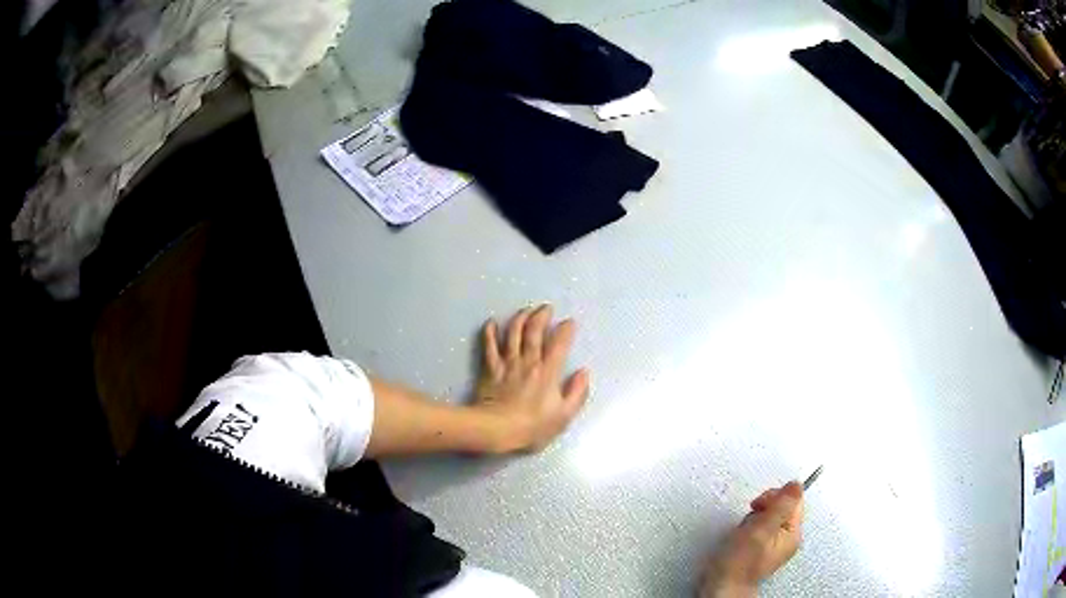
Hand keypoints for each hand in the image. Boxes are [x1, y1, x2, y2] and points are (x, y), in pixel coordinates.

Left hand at [474, 304, 590, 452]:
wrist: (496, 429)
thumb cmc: (532, 426)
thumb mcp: (564, 416)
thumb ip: (577, 392)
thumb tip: (584, 372)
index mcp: (548, 372)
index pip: (559, 343)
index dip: (566, 330)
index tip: (569, 322)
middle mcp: (528, 361)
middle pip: (534, 331)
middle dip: (542, 316)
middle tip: (546, 308)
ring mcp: (507, 363)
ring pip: (513, 333)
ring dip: (520, 318)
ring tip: (526, 310)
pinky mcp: (490, 369)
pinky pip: (489, 346)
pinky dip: (490, 332)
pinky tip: (491, 322)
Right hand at [700, 482, 804, 597]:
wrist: (720, 585)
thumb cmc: (738, 564)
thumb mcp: (761, 528)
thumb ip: (781, 505)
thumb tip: (796, 485)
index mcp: (792, 533)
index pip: (793, 500)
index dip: (774, 497)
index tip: (760, 505)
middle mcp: (786, 538)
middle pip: (781, 507)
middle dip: (761, 509)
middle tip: (750, 522)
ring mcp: (772, 544)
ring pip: (767, 516)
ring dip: (752, 519)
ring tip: (743, 533)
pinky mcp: (759, 547)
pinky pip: (757, 526)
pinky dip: (748, 528)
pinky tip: (740, 538)